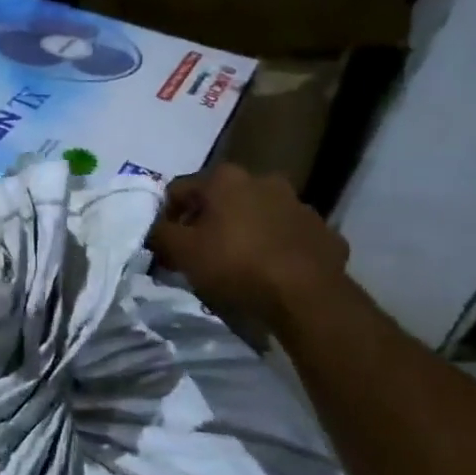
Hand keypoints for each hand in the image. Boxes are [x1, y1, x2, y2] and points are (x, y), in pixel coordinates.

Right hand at [149, 165, 350, 330]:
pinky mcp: (322, 230)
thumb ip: (160, 234)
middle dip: (206, 221)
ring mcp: (298, 204)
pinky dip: (274, 247)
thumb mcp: (182, 251)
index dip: (165, 215)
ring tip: (235, 263)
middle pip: (220, 199)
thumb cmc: (235, 264)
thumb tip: (153, 228)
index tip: (164, 242)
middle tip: (197, 252)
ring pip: (257, 214)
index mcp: (225, 179)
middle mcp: (263, 180)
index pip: (179, 189)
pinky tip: (269, 270)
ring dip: (243, 231)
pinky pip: (287, 235)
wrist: (306, 294)